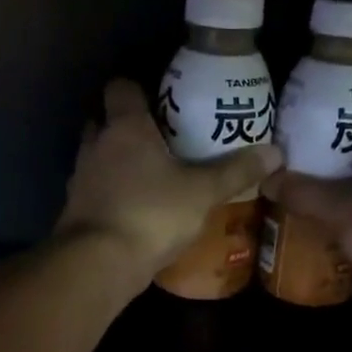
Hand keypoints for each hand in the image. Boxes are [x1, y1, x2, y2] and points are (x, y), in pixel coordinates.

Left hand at [57, 80, 282, 278]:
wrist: (100, 262)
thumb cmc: (151, 214)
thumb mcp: (202, 193)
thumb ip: (236, 171)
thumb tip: (276, 153)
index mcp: (125, 127)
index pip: (121, 88)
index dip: (137, 91)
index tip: (160, 102)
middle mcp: (96, 145)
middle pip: (105, 122)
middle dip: (127, 128)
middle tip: (160, 141)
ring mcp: (81, 179)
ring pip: (98, 158)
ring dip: (117, 163)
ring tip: (151, 178)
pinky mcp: (75, 210)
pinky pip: (96, 191)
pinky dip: (112, 195)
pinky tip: (135, 210)